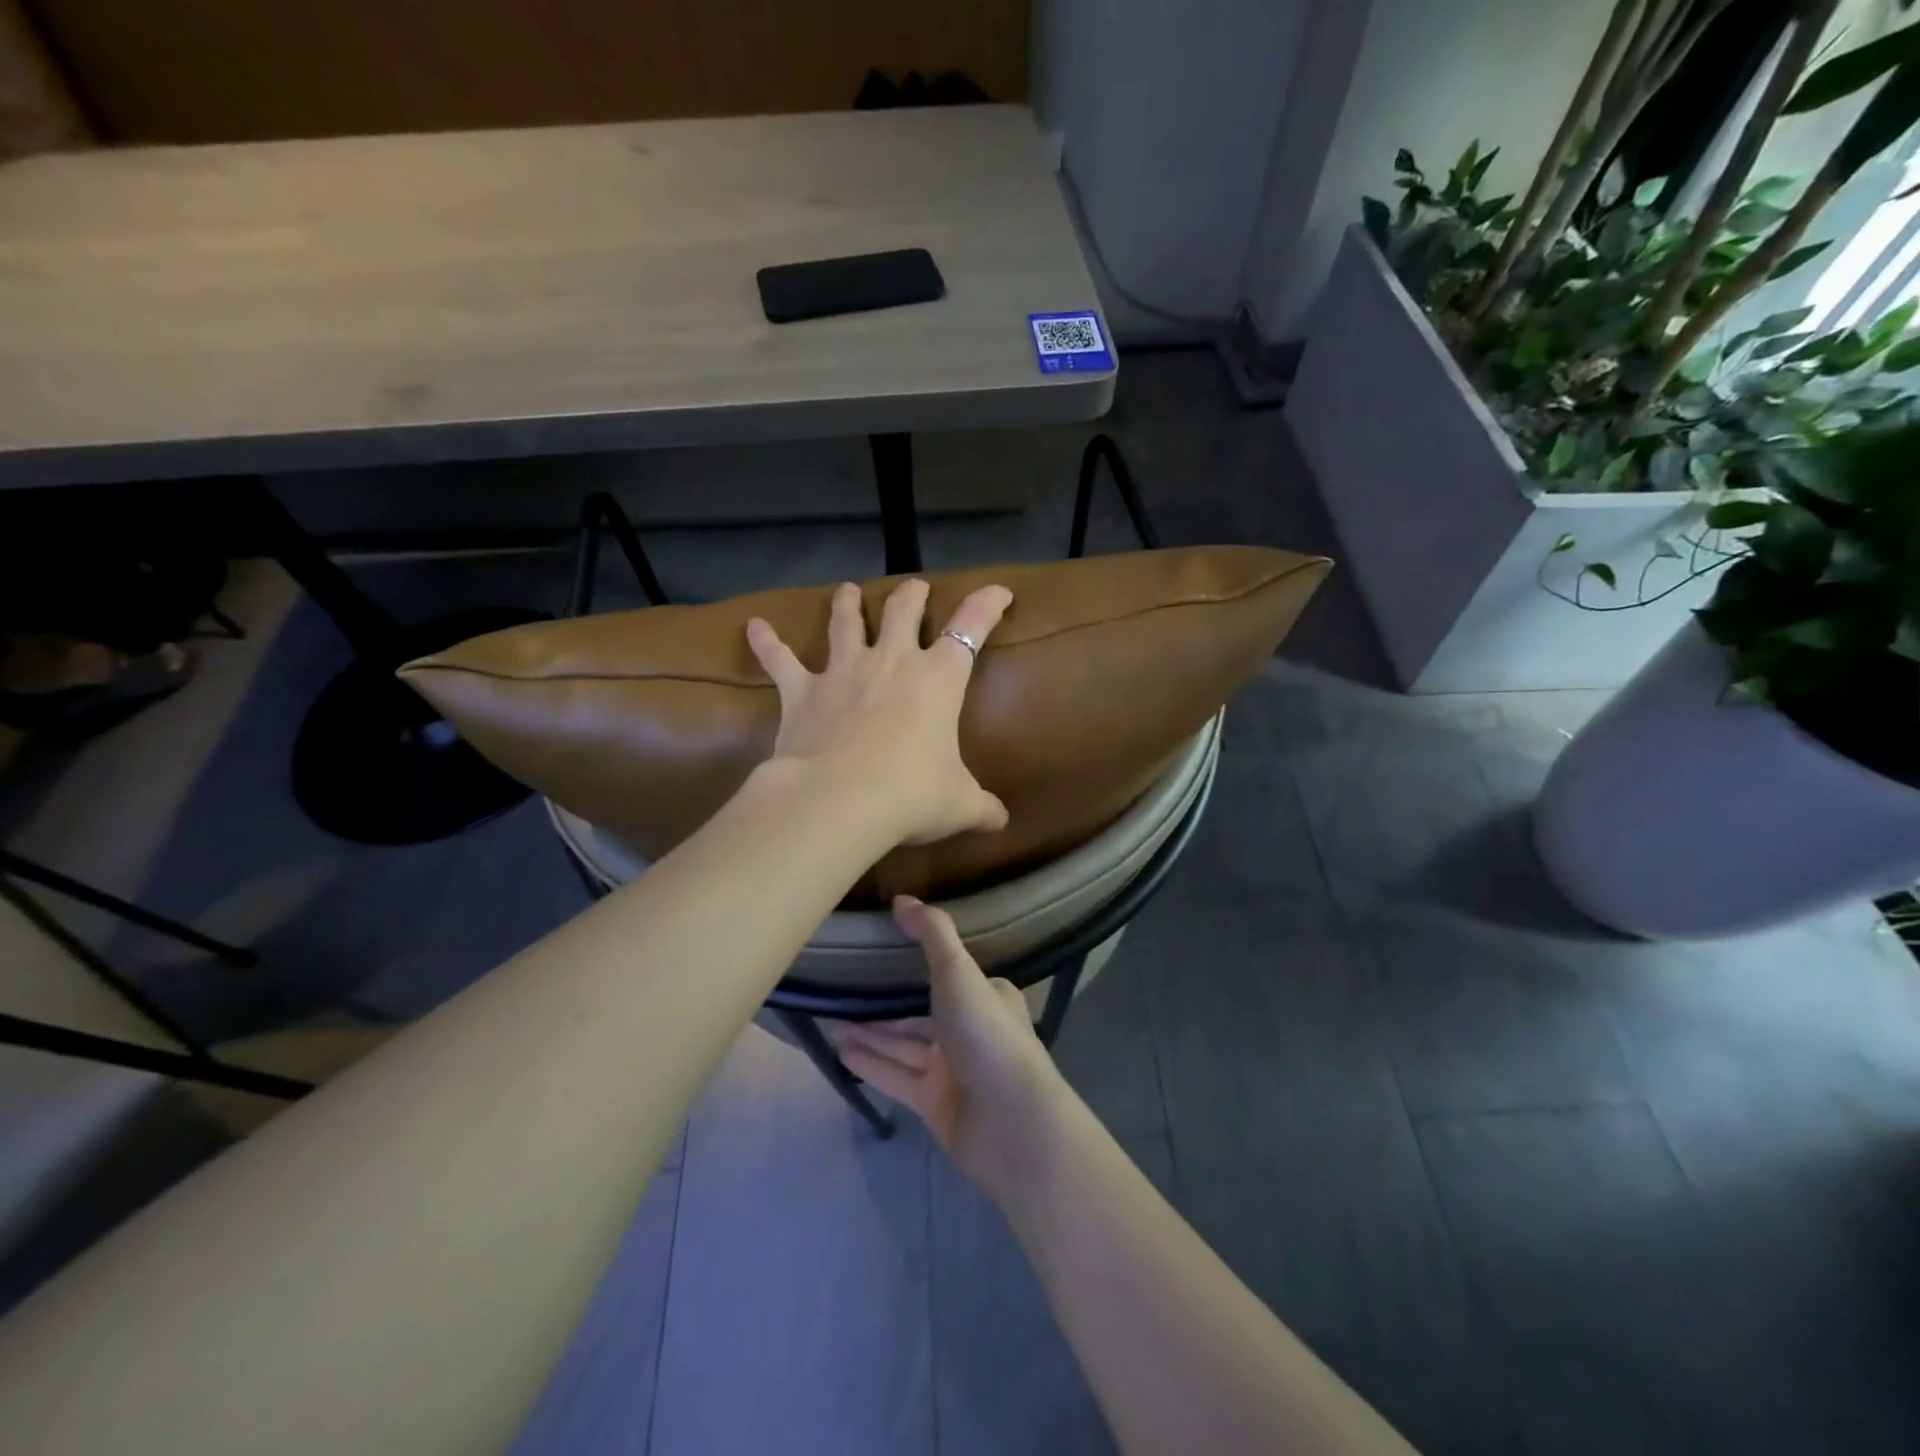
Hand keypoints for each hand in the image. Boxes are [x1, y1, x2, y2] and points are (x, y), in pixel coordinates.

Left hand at [746, 579, 1011, 846]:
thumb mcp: (958, 805)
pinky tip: (754, 626)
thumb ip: (982, 809)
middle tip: (916, 588)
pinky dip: (766, 643)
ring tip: (847, 589)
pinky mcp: (801, 691)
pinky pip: (780, 660)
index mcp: (938, 679)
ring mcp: (843, 671)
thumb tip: (1002, 822)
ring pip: (845, 622)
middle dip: (913, 595)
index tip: (999, 592)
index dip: (987, 605)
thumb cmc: (909, 796)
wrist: (838, 801)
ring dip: (847, 603)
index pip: (971, 628)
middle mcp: (892, 662)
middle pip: (903, 610)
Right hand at [830, 896, 1071, 1201]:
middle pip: (919, 1011)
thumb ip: (932, 934)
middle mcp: (970, 1029)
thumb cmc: (987, 1034)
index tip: (879, 948)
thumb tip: (901, 899)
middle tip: (840, 987)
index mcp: (986, 995)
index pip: (946, 972)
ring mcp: (953, 1069)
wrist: (1011, 1124)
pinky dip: (871, 1062)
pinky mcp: (935, 1103)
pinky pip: (897, 1076)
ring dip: (869, 1032)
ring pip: (903, 1044)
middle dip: (882, 1002)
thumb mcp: (959, 972)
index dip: (914, 961)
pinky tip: (840, 1050)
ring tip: (828, 1018)